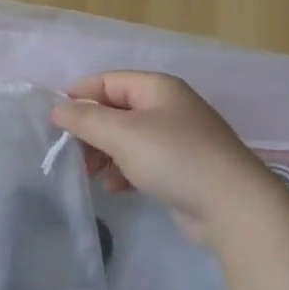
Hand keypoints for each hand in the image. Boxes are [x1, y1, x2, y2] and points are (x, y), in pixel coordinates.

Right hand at [51, 71, 282, 244]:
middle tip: (71, 154)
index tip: (54, 123)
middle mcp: (168, 107)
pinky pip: (142, 161)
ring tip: (90, 175)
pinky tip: (116, 188)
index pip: (106, 81)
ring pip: (126, 138)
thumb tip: (56, 108)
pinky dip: (124, 170)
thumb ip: (85, 119)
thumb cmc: (175, 159)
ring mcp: (178, 138)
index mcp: (157, 88)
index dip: (78, 97)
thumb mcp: (123, 134)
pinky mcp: (182, 168)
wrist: (234, 208)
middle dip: (90, 130)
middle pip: (115, 110)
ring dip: (103, 153)